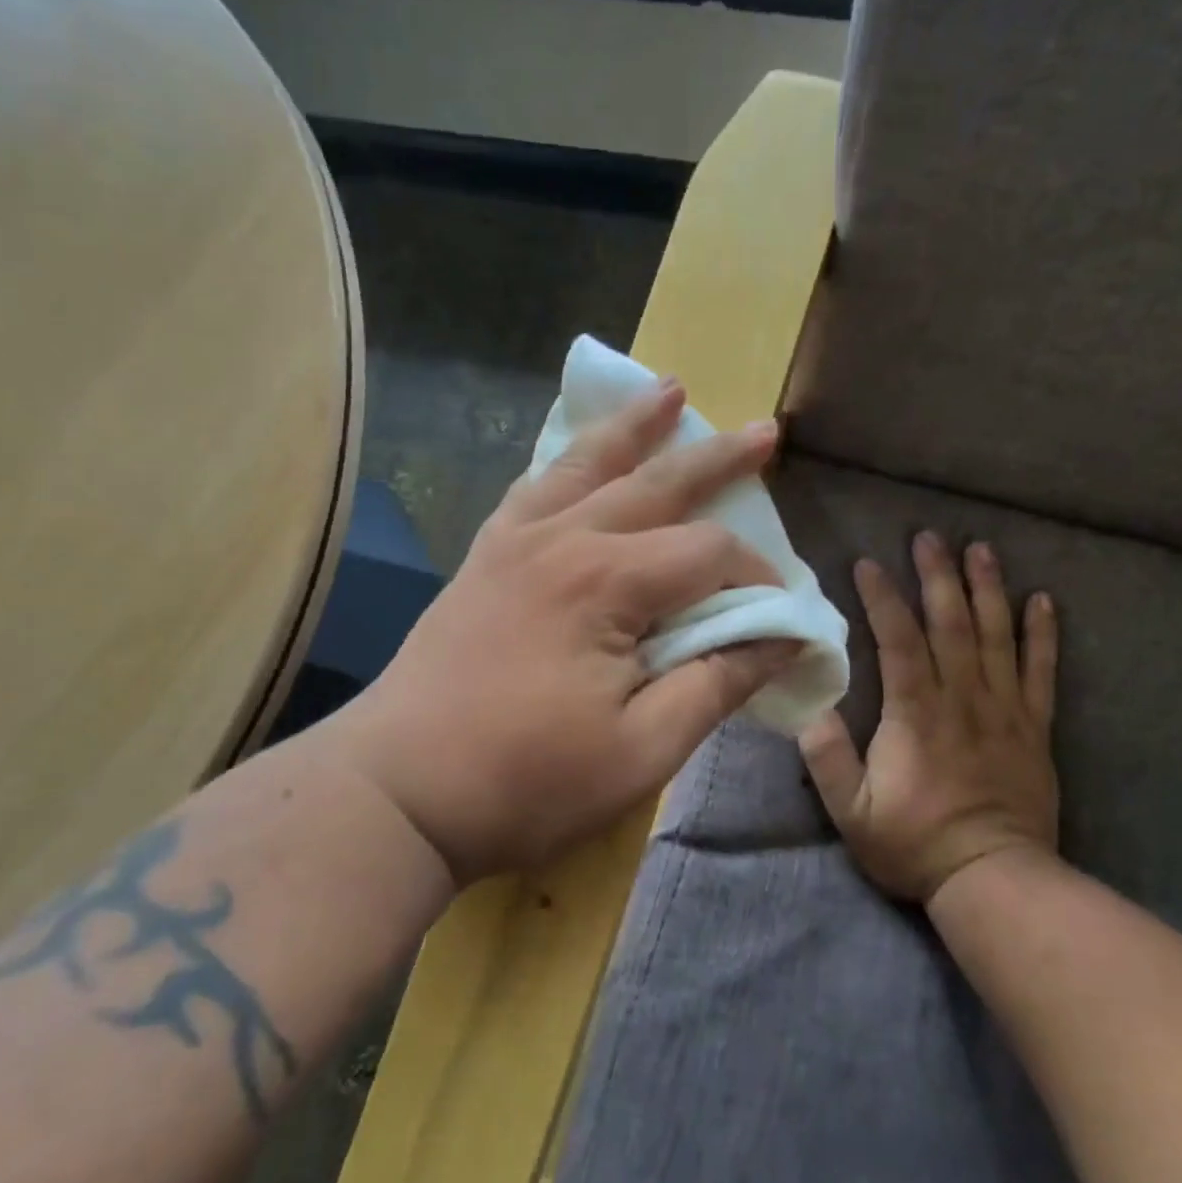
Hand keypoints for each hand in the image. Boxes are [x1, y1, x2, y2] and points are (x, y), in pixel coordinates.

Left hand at [334, 379, 798, 885]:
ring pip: (587, 465)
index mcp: (606, 583)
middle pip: (656, 485)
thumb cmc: (526, 781)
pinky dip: (566, 461)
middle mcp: (562, 540)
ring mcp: (514, 542)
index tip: (778, 616)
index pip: (708, 554)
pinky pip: (533, 488)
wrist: (397, 792)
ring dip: (635, 428)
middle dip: (717, 461)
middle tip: (765, 432)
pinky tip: (579, 451)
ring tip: (670, 390)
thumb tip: (784, 640)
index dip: (756, 579)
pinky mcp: (483, 558)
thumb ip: (717, 685)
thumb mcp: (642, 750)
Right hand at [799, 533, 1059, 902]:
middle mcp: (962, 698)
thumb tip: (809, 707)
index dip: (883, 599)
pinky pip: (1042, 672)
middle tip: (929, 537)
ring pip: (996, 637)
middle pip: (951, 624)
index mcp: (915, 713)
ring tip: (981, 550)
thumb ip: (828, 758)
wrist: (994, 880)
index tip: (868, 564)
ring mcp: (1004, 710)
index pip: (899, 640)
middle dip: (937, 576)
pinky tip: (1043, 601)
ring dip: (987, 589)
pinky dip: (1042, 635)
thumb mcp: (851, 812)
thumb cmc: (914, 844)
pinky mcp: (1033, 728)